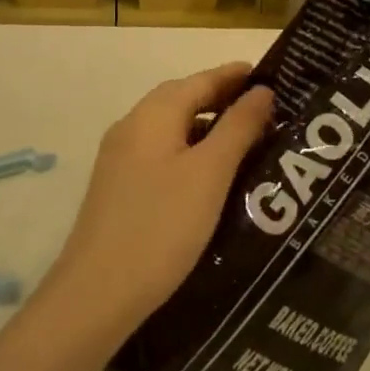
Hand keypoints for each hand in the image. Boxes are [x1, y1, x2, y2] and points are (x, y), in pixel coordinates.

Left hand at [44, 64, 274, 336]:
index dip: (235, 76)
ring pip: (172, 129)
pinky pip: (162, 153)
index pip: (201, 80)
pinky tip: (211, 177)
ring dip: (208, 128)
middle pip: (183, 100)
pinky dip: (191, 152)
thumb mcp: (210, 174)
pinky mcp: (119, 187)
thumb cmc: (161, 225)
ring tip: (247, 143)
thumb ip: (238, 128)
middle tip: (266, 110)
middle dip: (223, 100)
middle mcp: (133, 126)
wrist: (96, 295)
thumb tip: (262, 90)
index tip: (272, 76)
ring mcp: (121, 158)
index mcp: (153, 114)